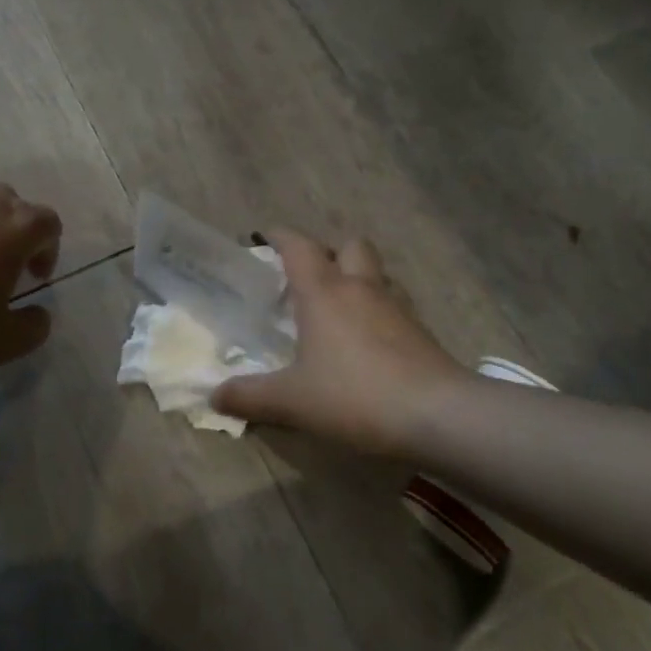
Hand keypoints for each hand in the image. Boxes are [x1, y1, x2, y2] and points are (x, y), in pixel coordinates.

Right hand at [212, 229, 470, 456]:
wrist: (436, 413)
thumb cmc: (355, 396)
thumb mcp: (292, 402)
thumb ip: (250, 396)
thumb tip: (214, 395)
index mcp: (324, 293)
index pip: (298, 247)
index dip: (280, 237)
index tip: (266, 237)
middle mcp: (361, 288)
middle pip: (349, 245)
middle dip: (328, 252)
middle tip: (310, 278)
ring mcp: (396, 306)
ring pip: (376, 272)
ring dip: (358, 277)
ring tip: (340, 306)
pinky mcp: (420, 329)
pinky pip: (395, 302)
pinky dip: (379, 308)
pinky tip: (370, 338)